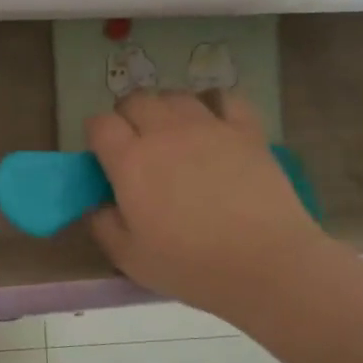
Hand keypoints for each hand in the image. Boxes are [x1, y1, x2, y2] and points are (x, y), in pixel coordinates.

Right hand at [86, 90, 327, 327]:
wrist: (265, 263)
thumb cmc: (191, 266)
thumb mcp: (130, 259)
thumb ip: (104, 227)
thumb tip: (97, 206)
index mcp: (130, 161)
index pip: (100, 124)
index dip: (97, 134)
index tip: (102, 154)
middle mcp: (164, 132)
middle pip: (136, 100)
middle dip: (128, 116)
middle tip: (135, 144)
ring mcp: (208, 126)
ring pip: (176, 96)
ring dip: (166, 109)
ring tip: (172, 133)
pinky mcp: (246, 130)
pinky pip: (225, 98)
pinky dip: (214, 105)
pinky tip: (214, 123)